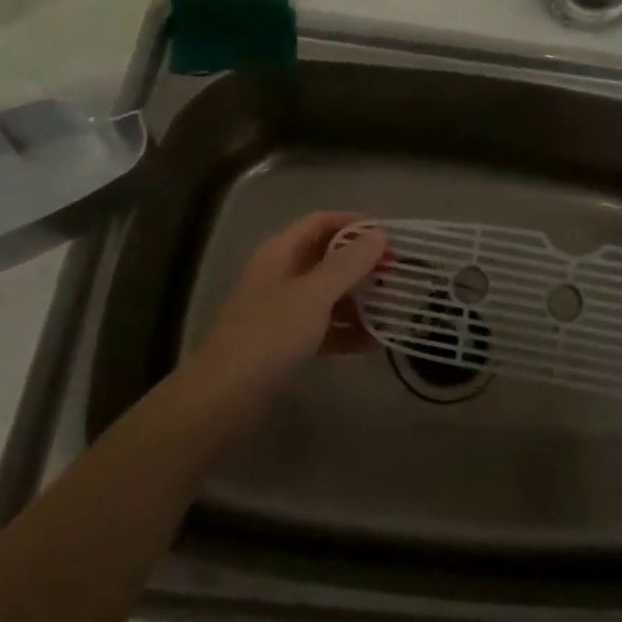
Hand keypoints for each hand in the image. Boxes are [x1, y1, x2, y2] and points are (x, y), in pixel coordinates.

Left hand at [190, 212, 389, 404]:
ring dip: (358, 299)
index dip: (354, 224)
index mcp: (280, 252)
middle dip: (361, 264)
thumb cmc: (270, 335)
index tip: (390, 236)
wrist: (224, 398)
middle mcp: (280, 275)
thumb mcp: (314, 295)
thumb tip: (378, 235)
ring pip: (327, 295)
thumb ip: (348, 264)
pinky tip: (374, 343)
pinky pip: (323, 327)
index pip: (320, 223)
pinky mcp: (284, 343)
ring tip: (393, 309)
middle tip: (397, 275)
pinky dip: (346, 332)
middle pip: (326, 258)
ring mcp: (281, 310)